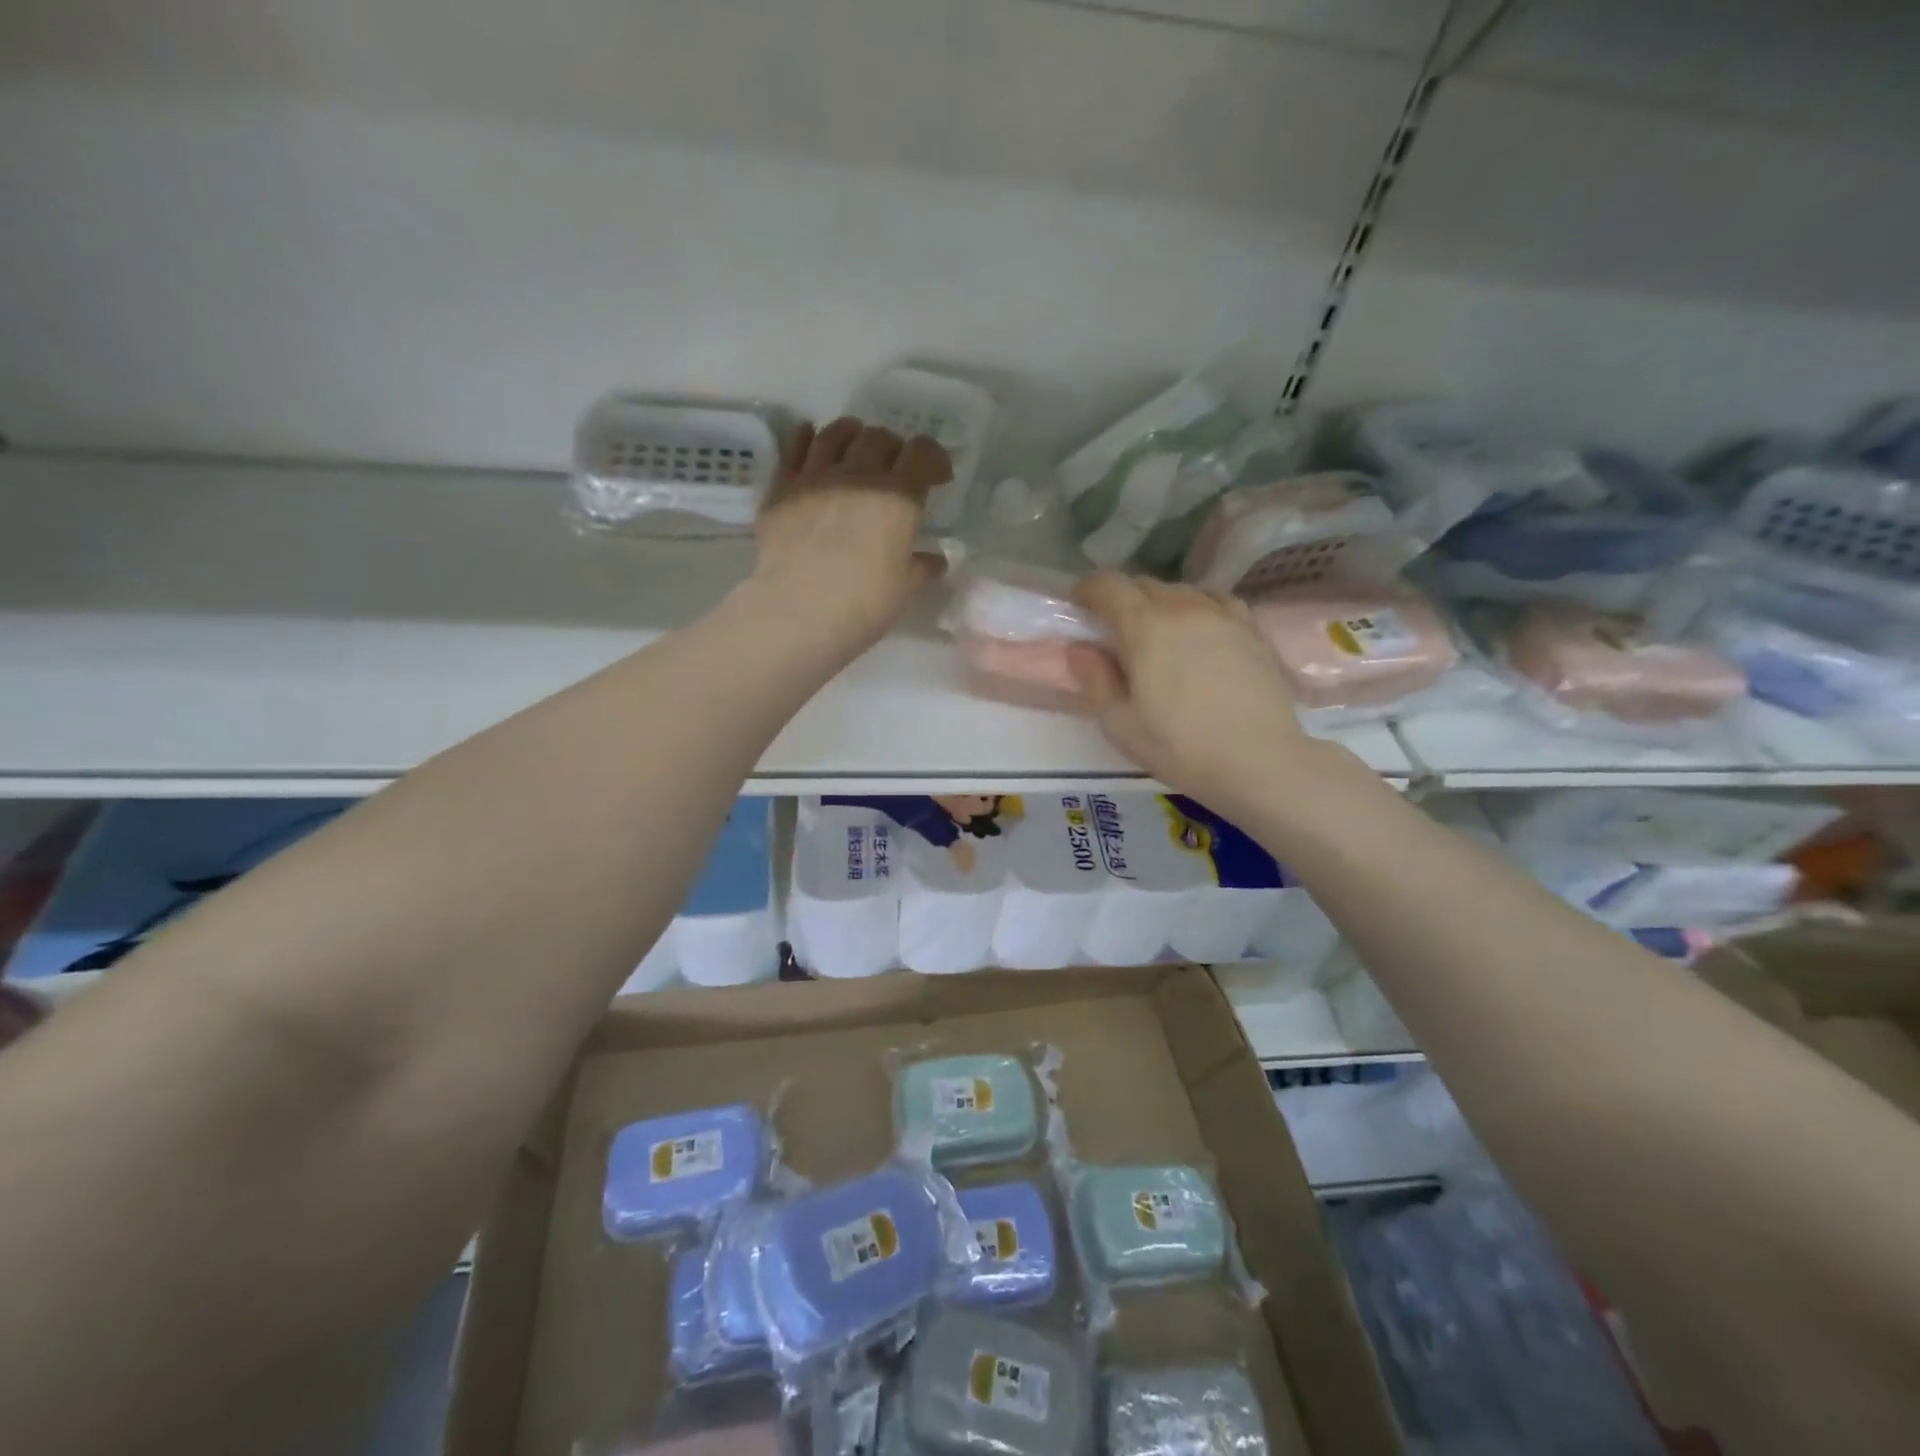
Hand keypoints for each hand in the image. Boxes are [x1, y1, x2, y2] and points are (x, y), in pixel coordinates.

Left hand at [751, 416, 952, 653]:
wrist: (799, 612)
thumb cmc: (864, 604)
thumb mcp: (905, 589)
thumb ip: (922, 568)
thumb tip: (935, 560)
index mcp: (897, 497)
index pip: (922, 454)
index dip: (934, 458)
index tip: (939, 476)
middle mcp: (857, 474)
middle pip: (878, 438)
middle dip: (894, 447)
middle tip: (896, 466)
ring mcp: (815, 477)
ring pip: (835, 434)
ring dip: (852, 433)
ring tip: (856, 444)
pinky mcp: (781, 489)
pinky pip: (794, 449)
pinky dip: (808, 439)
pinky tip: (811, 440)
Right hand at [1068, 572, 1339, 811]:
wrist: (1260, 762)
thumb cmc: (1181, 747)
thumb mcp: (1119, 723)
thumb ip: (1094, 679)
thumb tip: (1080, 649)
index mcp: (1145, 626)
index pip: (1108, 584)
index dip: (1087, 590)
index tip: (1079, 609)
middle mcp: (1184, 607)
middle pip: (1144, 584)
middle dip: (1121, 600)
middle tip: (1114, 633)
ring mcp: (1223, 614)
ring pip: (1181, 591)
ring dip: (1159, 604)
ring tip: (1158, 636)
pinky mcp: (1252, 628)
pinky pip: (1215, 602)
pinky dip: (1197, 609)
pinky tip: (1199, 634)